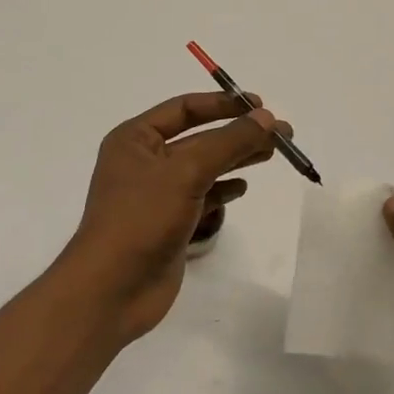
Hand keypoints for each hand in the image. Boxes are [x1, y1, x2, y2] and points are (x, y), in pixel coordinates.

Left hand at [62, 92, 286, 342]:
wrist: (112, 289)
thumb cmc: (142, 218)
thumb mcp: (187, 172)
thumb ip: (229, 142)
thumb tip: (268, 118)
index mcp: (135, 139)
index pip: (185, 109)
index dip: (223, 104)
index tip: (261, 106)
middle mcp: (144, 161)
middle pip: (199, 137)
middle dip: (238, 133)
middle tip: (281, 134)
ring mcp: (157, 194)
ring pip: (204, 167)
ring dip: (236, 159)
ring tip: (272, 154)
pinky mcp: (169, 222)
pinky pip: (202, 196)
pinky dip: (223, 189)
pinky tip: (243, 188)